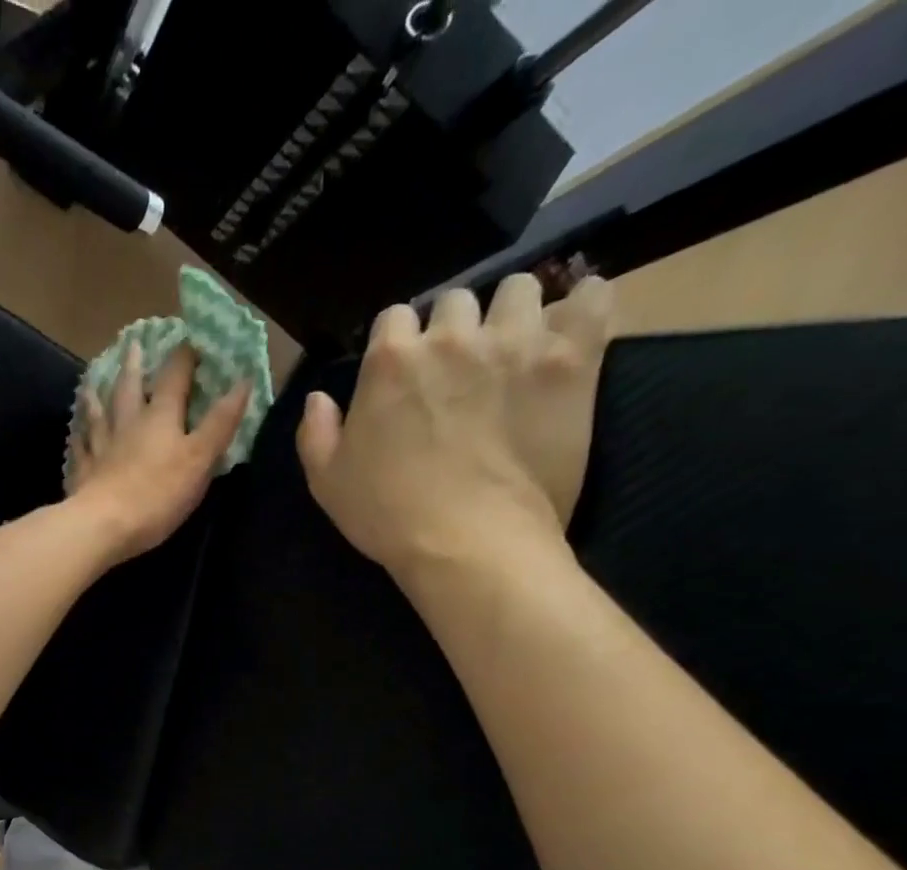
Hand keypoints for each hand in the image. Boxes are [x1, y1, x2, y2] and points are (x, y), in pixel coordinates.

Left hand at [67, 341, 251, 562]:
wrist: (104, 525)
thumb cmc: (158, 493)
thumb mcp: (200, 458)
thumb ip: (221, 422)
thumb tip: (244, 381)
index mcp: (160, 416)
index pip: (174, 377)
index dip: (184, 358)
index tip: (190, 341)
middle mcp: (128, 423)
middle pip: (130, 387)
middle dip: (135, 366)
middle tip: (133, 344)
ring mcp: (101, 447)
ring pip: (99, 413)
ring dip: (98, 395)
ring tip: (91, 382)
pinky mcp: (84, 473)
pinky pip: (80, 448)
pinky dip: (79, 438)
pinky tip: (75, 435)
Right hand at [296, 274, 613, 578]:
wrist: (468, 542)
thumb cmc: (390, 516)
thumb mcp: (328, 483)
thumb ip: (315, 433)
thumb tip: (319, 398)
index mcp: (391, 360)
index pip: (394, 319)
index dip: (399, 345)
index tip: (405, 375)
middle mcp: (453, 335)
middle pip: (456, 302)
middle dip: (455, 329)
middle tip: (460, 371)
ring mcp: (516, 341)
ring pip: (519, 290)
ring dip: (512, 314)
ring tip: (515, 350)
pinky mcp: (571, 359)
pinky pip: (591, 299)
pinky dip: (584, 305)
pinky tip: (572, 328)